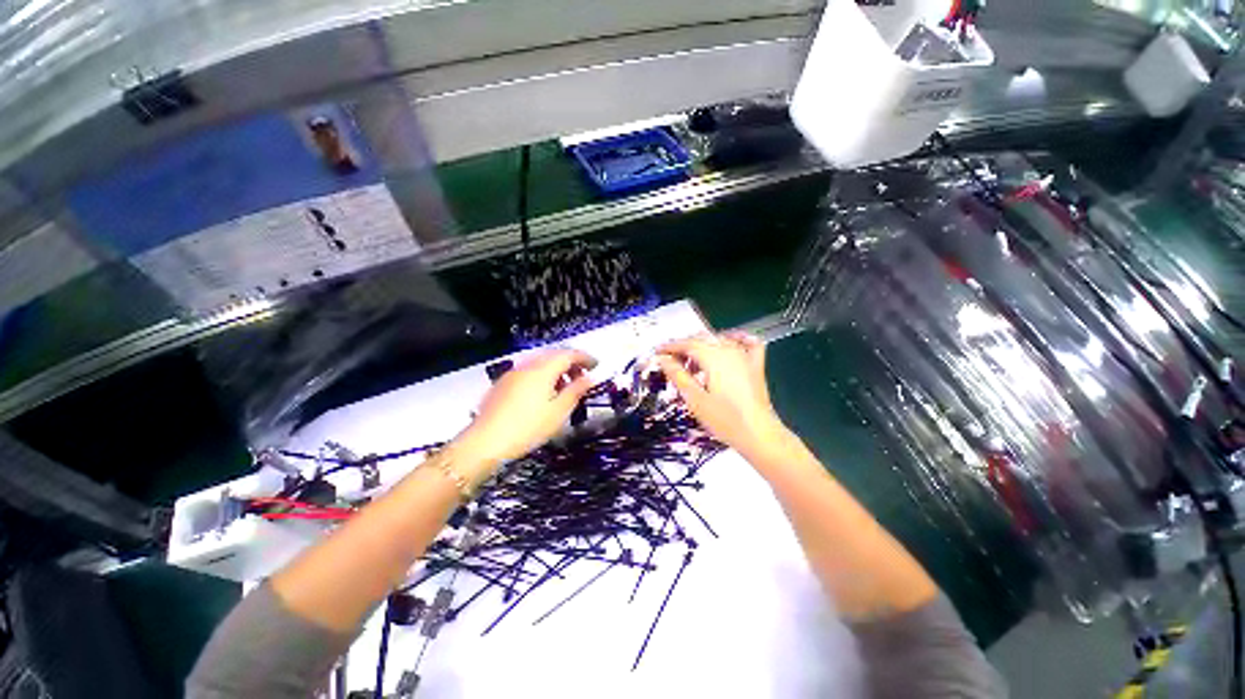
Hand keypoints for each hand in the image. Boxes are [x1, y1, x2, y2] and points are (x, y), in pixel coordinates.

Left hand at [450, 349, 597, 483]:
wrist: (485, 443)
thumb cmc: (528, 427)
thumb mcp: (558, 411)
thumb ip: (576, 391)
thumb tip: (589, 378)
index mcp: (543, 369)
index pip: (569, 354)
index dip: (585, 357)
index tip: (596, 365)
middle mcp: (527, 365)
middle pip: (554, 355)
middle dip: (571, 362)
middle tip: (583, 376)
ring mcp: (513, 374)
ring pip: (540, 363)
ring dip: (556, 369)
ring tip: (565, 387)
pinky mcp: (503, 384)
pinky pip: (528, 371)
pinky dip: (542, 376)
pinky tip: (543, 393)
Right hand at [656, 332, 787, 459]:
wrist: (759, 435)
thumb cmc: (725, 420)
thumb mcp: (695, 399)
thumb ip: (678, 375)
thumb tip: (663, 359)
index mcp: (714, 357)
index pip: (688, 344)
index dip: (671, 347)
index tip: (658, 352)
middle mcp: (730, 351)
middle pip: (703, 339)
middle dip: (684, 347)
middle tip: (671, 362)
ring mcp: (745, 357)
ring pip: (720, 340)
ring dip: (703, 346)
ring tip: (692, 365)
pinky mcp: (756, 366)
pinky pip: (748, 343)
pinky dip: (737, 339)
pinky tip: (729, 343)